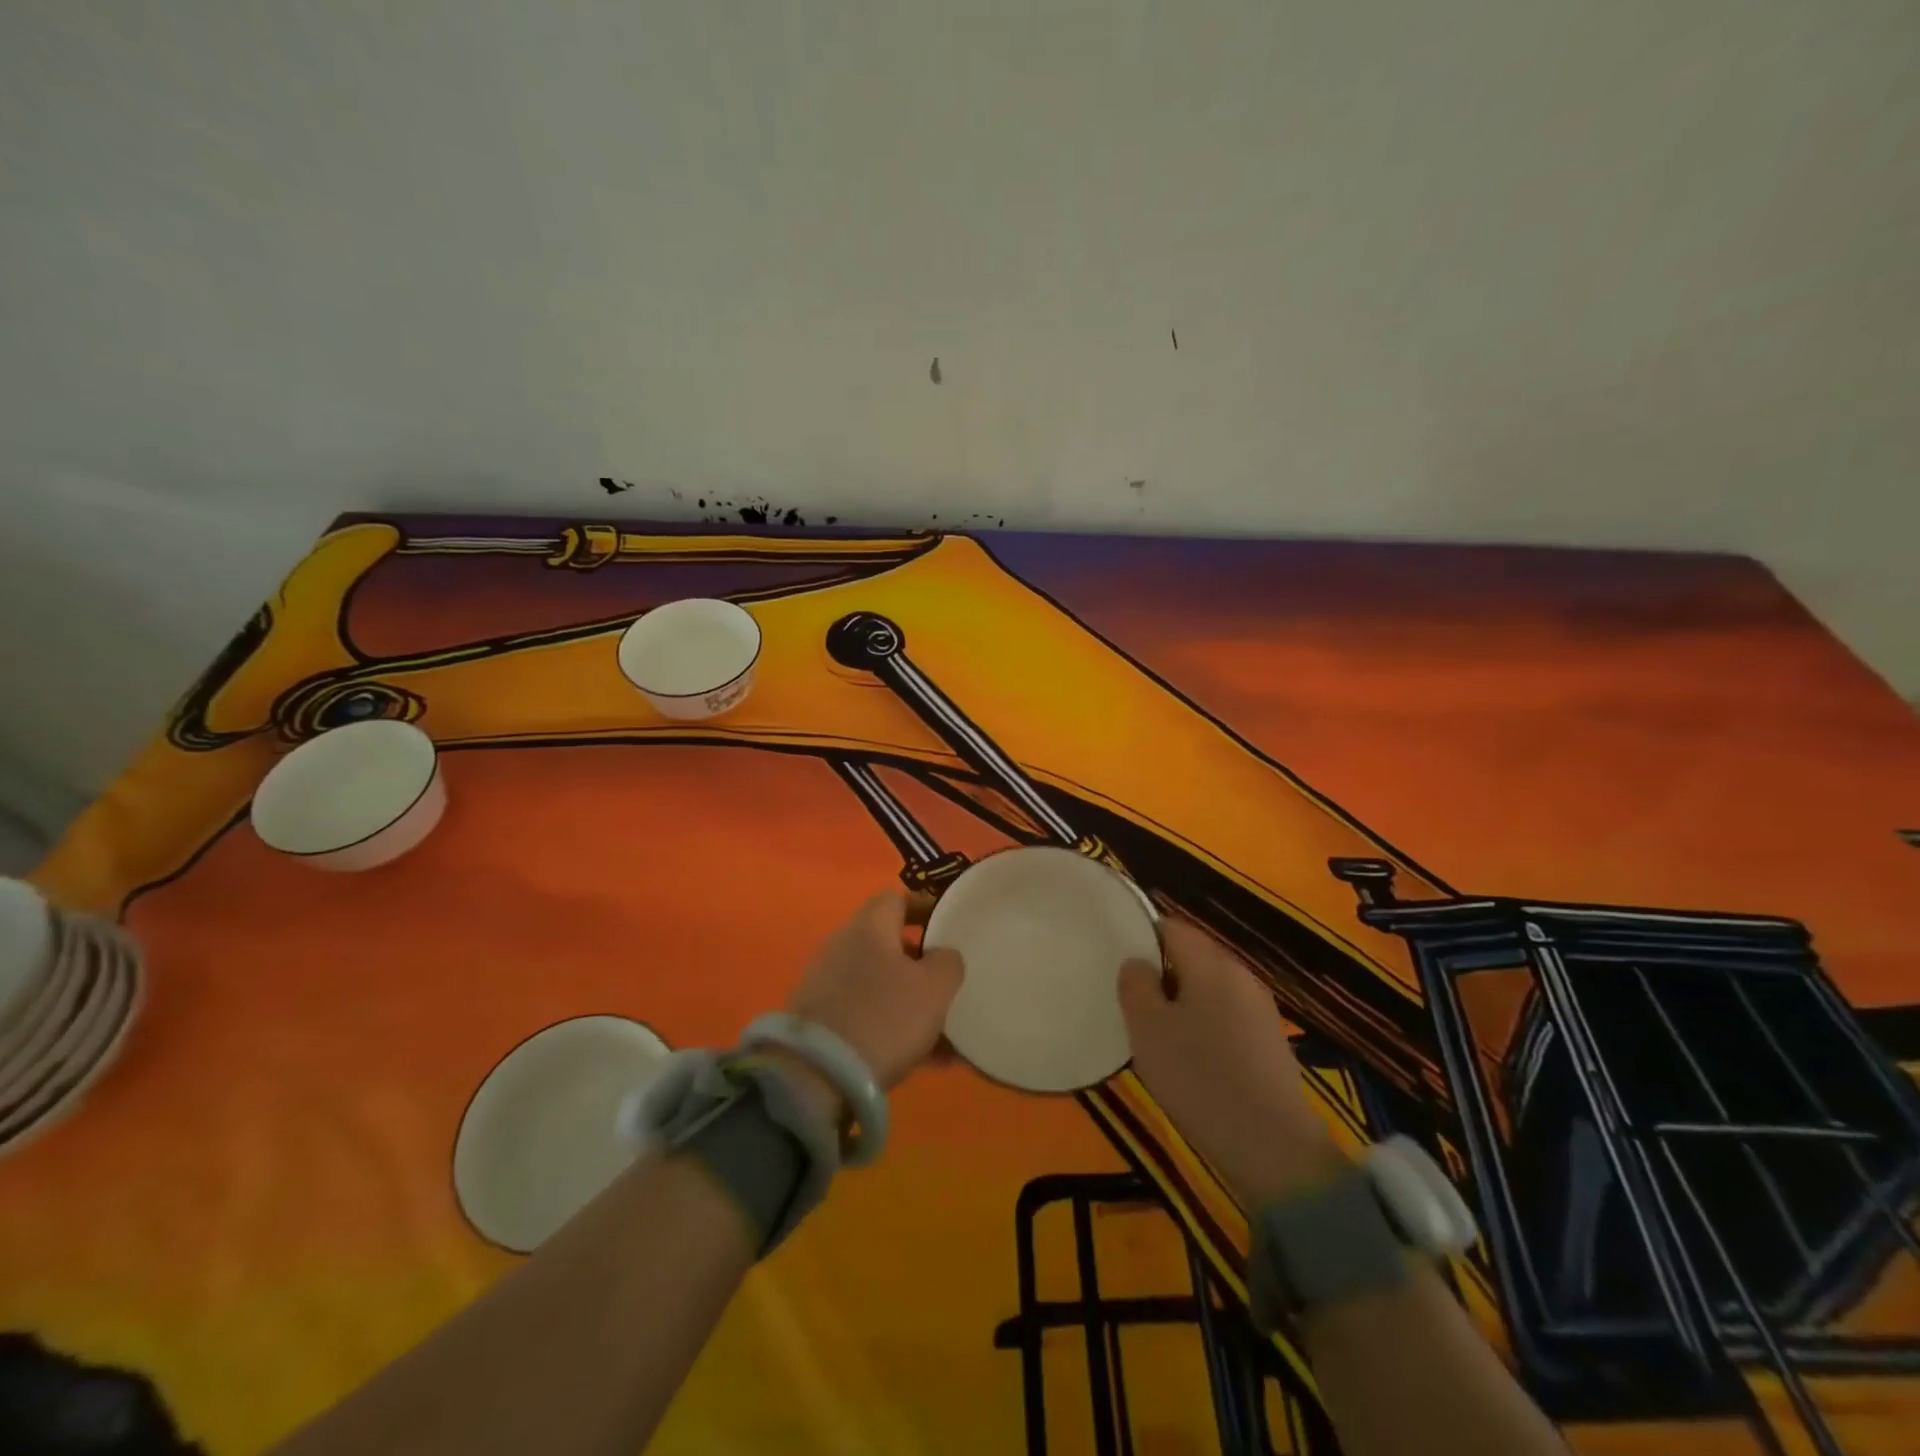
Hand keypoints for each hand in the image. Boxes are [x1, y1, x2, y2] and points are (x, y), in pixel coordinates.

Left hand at [783, 892, 965, 1095]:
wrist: (816, 1076)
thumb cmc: (884, 1017)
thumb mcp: (934, 987)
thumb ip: (948, 962)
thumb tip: (943, 956)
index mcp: (868, 927)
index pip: (896, 899)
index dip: (925, 907)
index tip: (949, 923)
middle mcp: (842, 947)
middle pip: (888, 944)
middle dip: (921, 963)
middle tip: (950, 981)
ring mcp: (826, 986)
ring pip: (881, 986)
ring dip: (912, 1003)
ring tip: (949, 1033)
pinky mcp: (820, 1024)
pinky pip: (867, 1017)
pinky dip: (895, 1031)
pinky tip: (929, 1062)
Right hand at [1118, 917, 1344, 1205]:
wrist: (1273, 1148)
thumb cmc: (1200, 1078)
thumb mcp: (1148, 1028)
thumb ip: (1136, 984)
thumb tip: (1138, 963)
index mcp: (1212, 963)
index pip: (1171, 926)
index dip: (1141, 936)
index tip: (1118, 961)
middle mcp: (1241, 975)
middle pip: (1192, 955)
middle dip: (1160, 971)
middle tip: (1130, 1000)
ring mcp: (1260, 1008)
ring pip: (1208, 987)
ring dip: (1180, 1000)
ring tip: (1155, 1030)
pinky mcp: (1269, 1041)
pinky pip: (1225, 1015)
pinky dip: (1202, 1023)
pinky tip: (1189, 1056)